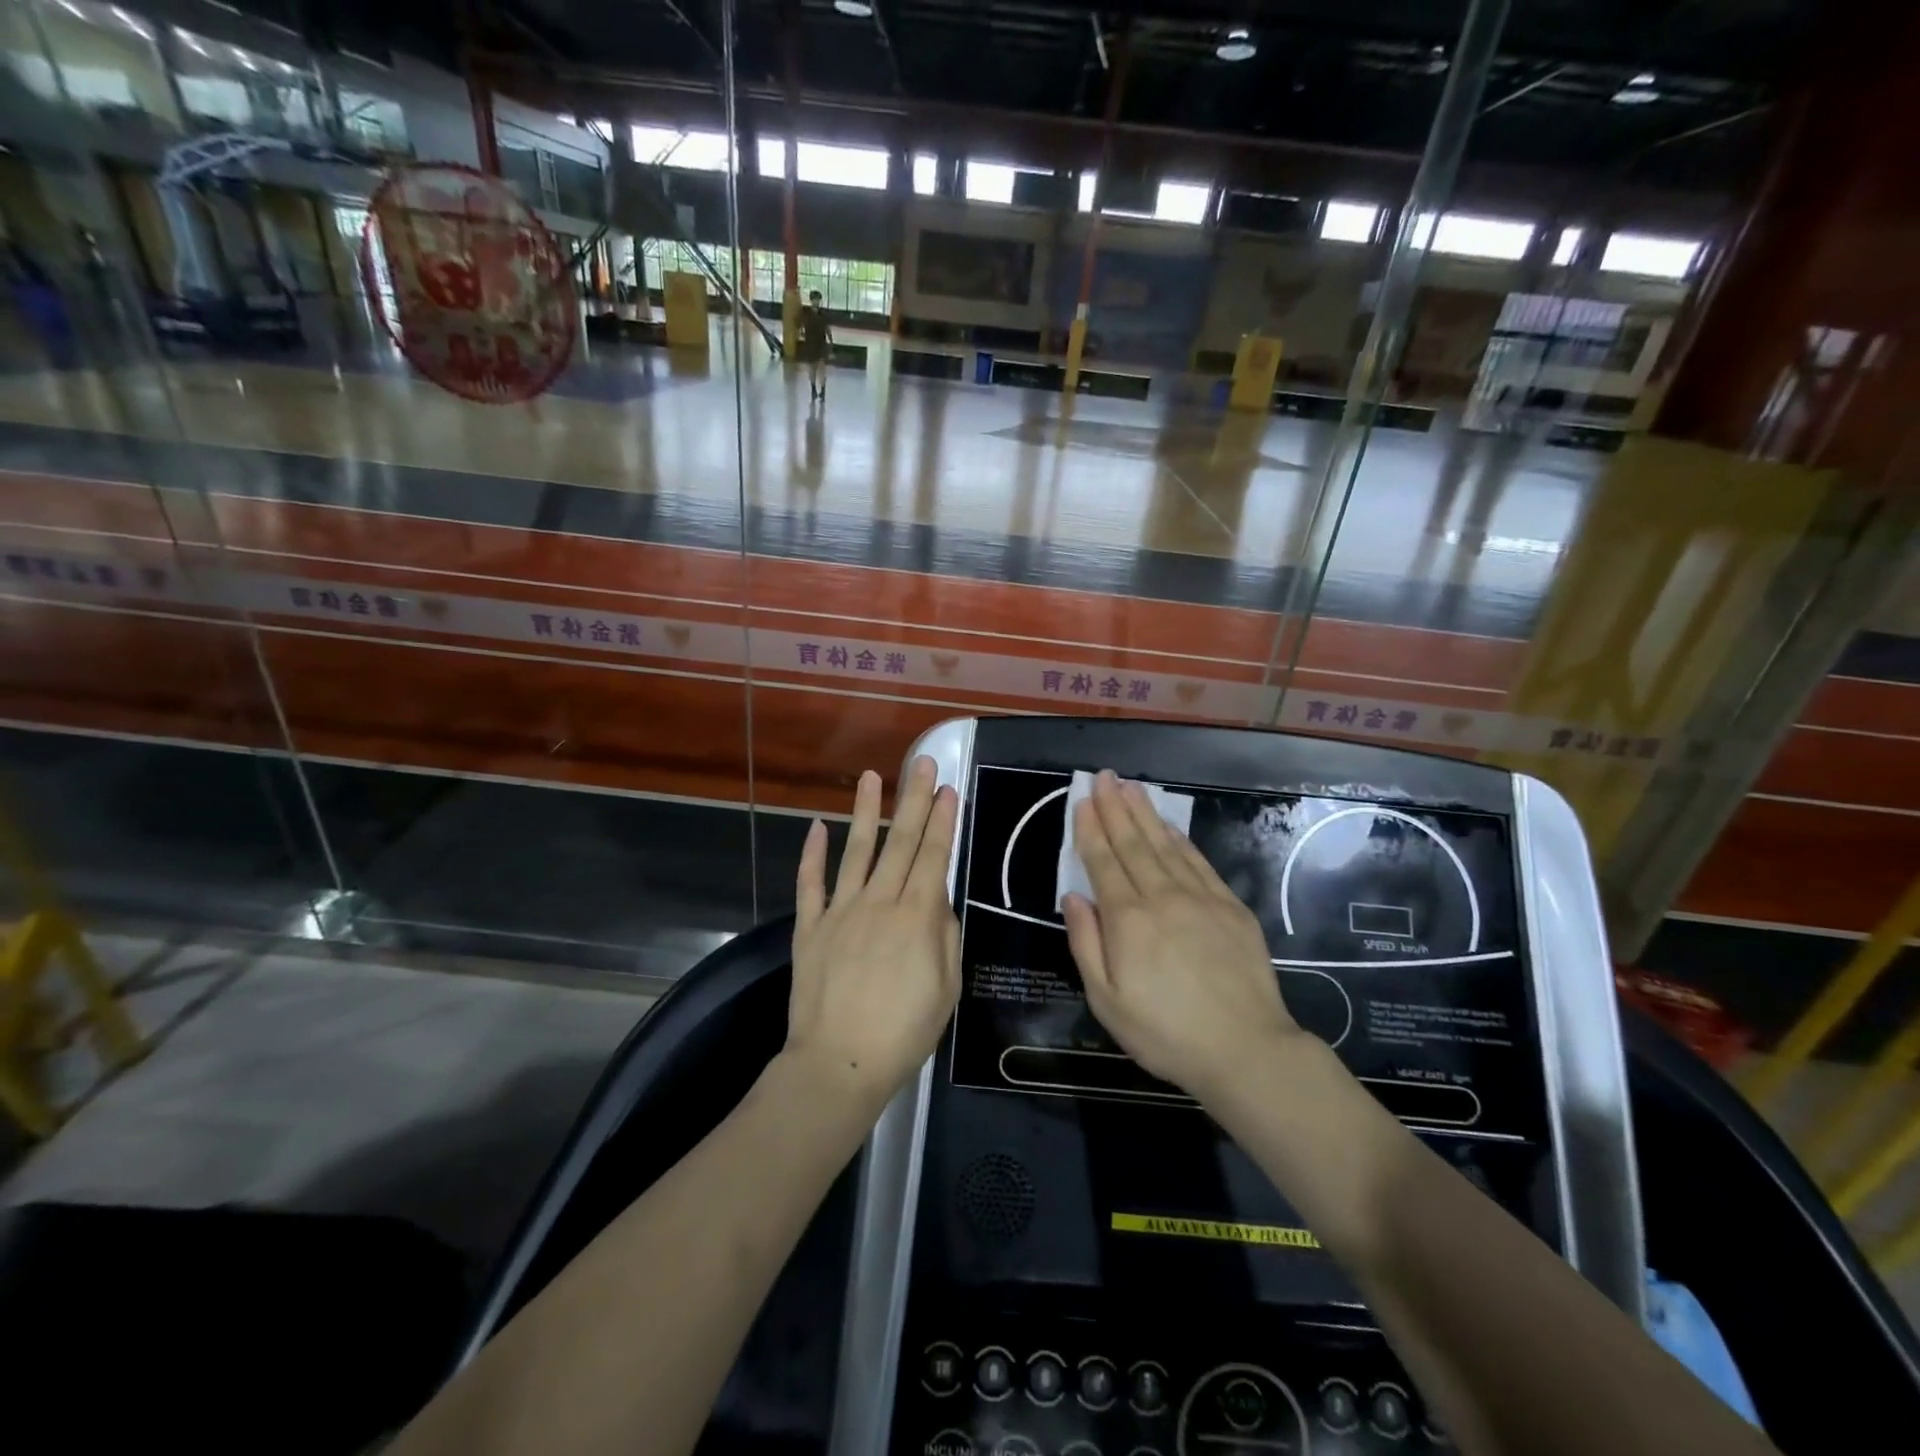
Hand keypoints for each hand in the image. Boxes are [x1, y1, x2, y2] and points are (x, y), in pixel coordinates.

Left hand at [786, 755, 960, 1108]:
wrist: (839, 1065)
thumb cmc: (903, 1033)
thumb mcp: (946, 989)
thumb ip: (944, 936)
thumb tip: (938, 900)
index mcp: (916, 917)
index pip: (932, 856)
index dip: (941, 820)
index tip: (947, 788)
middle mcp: (879, 903)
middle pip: (899, 842)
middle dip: (913, 799)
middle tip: (920, 762)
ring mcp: (840, 912)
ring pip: (856, 851)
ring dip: (866, 812)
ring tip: (872, 777)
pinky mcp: (809, 928)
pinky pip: (810, 884)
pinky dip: (811, 854)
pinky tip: (817, 826)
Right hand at [1061, 772, 1301, 1100]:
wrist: (1245, 1050)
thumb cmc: (1165, 1033)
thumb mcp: (1107, 1001)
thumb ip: (1086, 944)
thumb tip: (1073, 897)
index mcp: (1127, 920)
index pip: (1103, 862)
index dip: (1091, 829)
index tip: (1083, 801)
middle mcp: (1162, 897)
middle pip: (1133, 844)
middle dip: (1115, 807)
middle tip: (1104, 777)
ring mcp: (1200, 898)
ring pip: (1165, 845)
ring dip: (1145, 814)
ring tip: (1130, 787)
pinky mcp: (1230, 907)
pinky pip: (1198, 862)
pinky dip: (1180, 839)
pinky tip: (1169, 826)